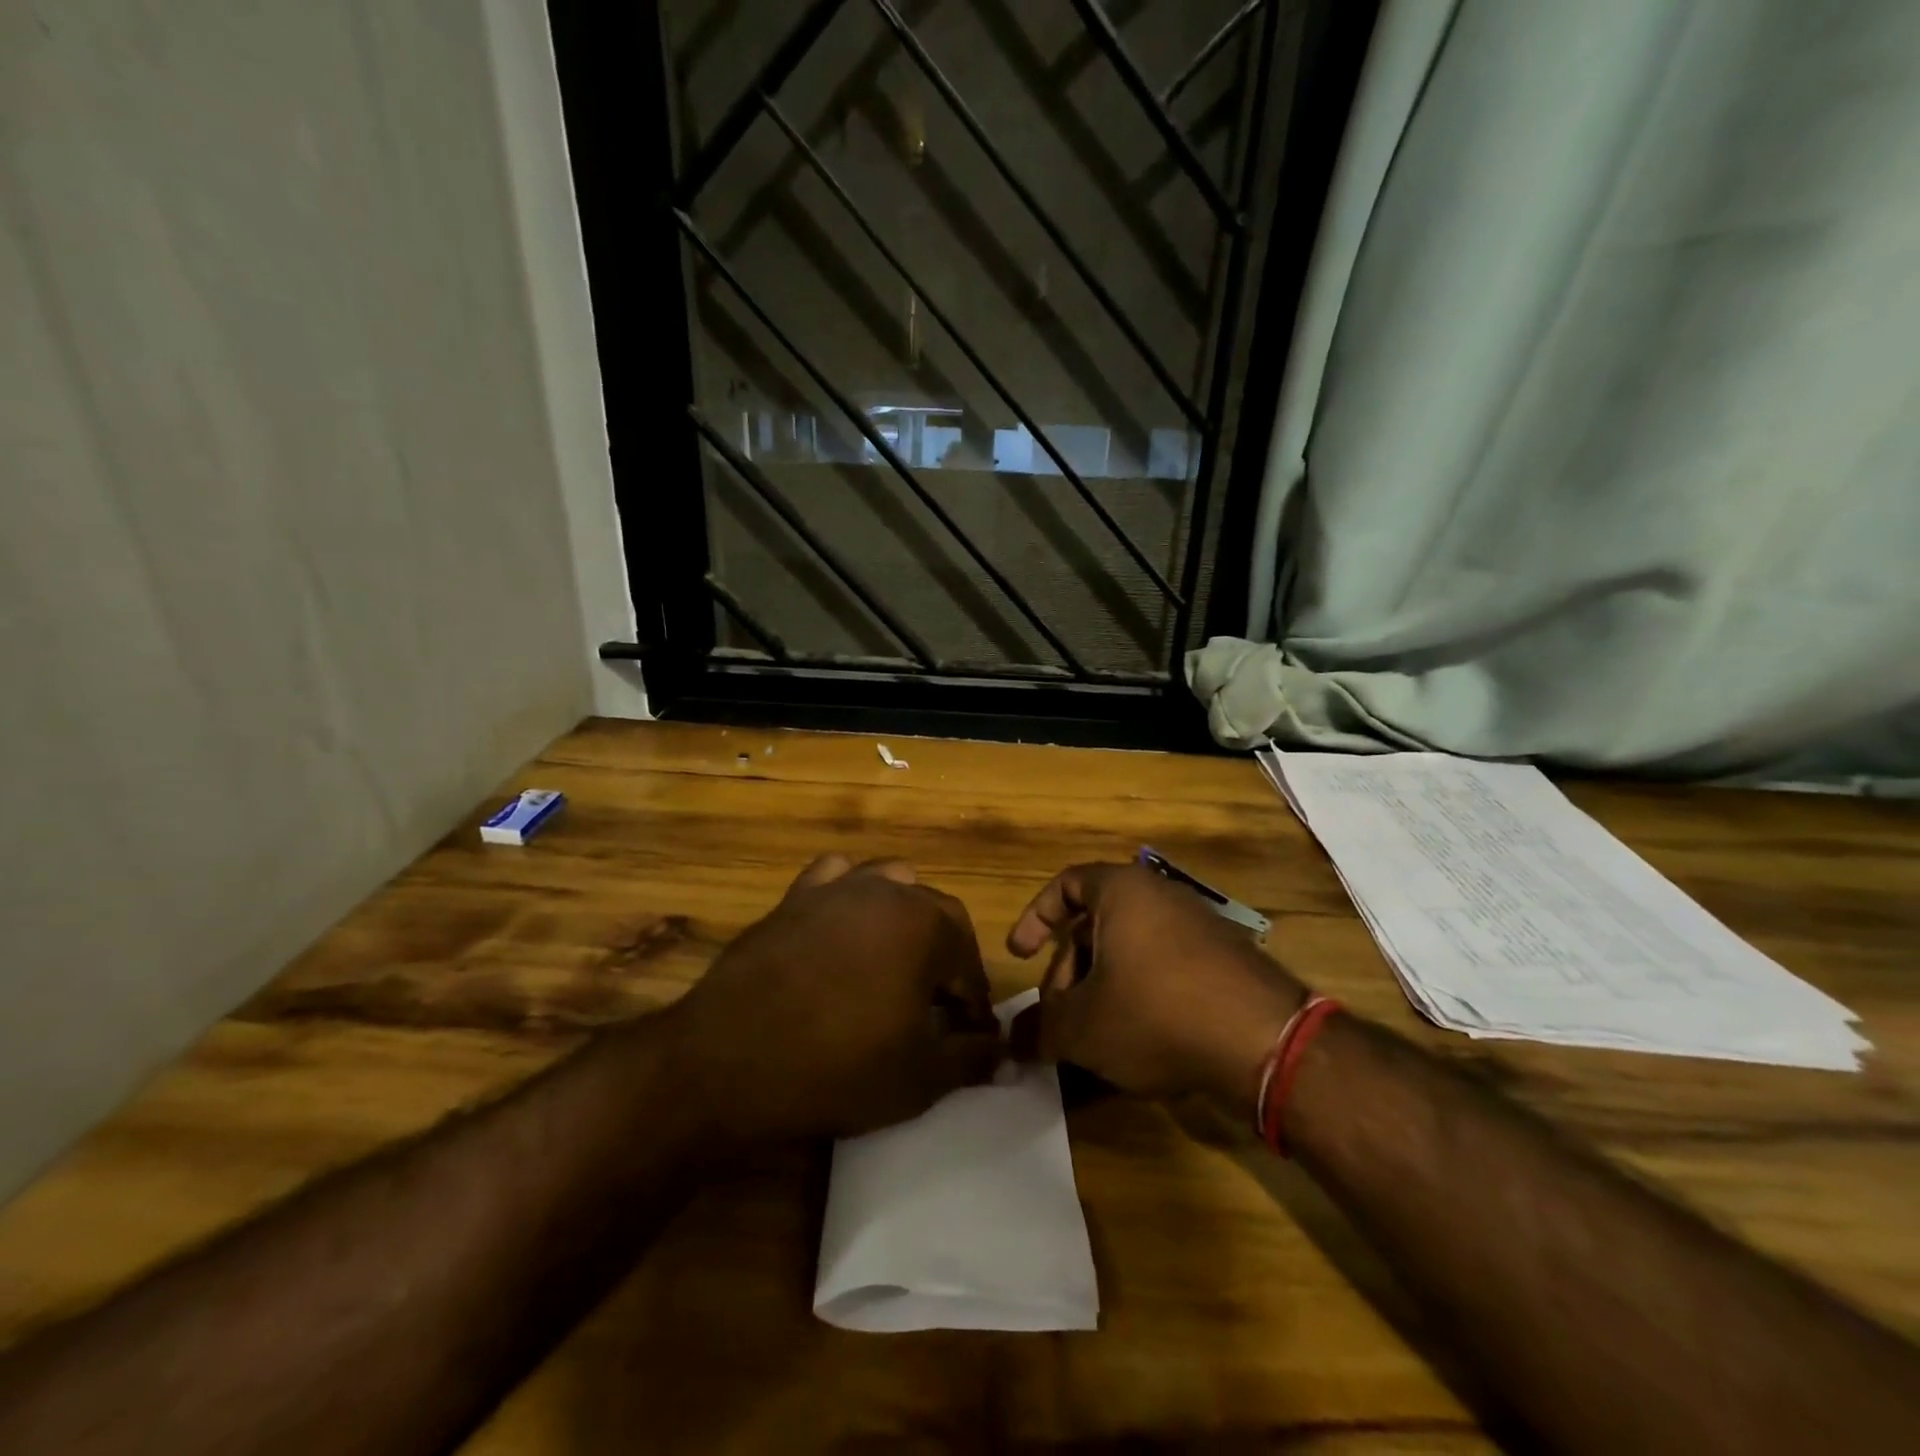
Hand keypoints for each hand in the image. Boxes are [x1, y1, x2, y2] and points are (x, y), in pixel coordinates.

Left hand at [666, 855, 1001, 1141]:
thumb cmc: (838, 1067)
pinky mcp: (795, 896)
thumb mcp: (919, 1076)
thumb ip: (971, 1060)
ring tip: (893, 964)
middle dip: (944, 959)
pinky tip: (841, 929)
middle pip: (936, 915)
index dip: (973, 1003)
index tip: (968, 1037)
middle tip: (934, 1008)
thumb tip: (1005, 1056)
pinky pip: (834, 879)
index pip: (969, 961)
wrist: (730, 1059)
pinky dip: (849, 897)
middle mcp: (887, 890)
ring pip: (890, 885)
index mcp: (926, 924)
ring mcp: (837, 887)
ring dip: (904, 919)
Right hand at [1006, 862, 1307, 1107]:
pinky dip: (1142, 994)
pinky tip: (1142, 1040)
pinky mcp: (1226, 959)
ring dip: (1103, 987)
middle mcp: (1161, 896)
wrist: (1265, 1043)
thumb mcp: (1083, 1027)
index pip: (1065, 884)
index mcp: (1122, 891)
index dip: (1035, 918)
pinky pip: (1166, 966)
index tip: (1019, 955)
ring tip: (1097, 1036)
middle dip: (1069, 971)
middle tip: (1060, 1017)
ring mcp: (1199, 925)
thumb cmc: (1157, 1014)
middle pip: (1097, 924)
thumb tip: (1013, 1041)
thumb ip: (1040, 1029)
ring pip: (1131, 949)